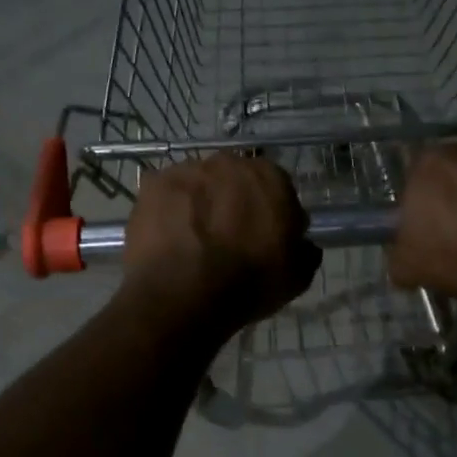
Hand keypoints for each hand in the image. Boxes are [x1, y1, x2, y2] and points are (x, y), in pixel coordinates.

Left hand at [122, 155, 320, 333]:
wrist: (184, 294)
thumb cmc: (249, 283)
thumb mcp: (296, 276)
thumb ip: (304, 251)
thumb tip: (303, 243)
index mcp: (271, 177)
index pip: (278, 187)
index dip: (272, 212)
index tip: (266, 237)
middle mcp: (230, 162)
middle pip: (235, 180)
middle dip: (233, 202)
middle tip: (228, 237)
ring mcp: (187, 170)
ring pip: (199, 184)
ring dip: (200, 203)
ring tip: (193, 240)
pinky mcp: (152, 184)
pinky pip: (167, 195)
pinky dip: (169, 211)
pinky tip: (170, 238)